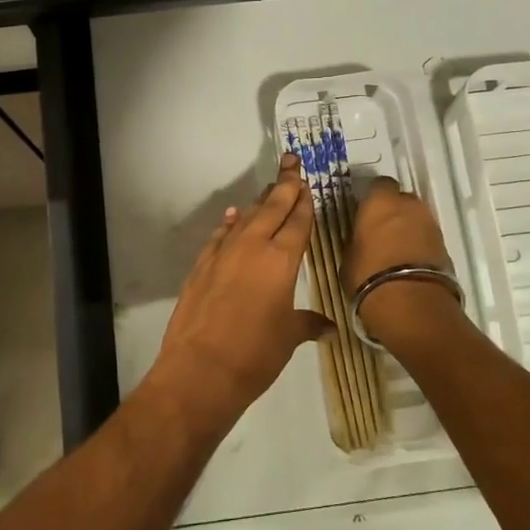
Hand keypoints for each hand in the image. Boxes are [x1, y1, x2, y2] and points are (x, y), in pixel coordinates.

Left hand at [148, 155, 329, 431]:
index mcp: (281, 260)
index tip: (308, 183)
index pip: (297, 222)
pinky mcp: (201, 265)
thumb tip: (329, 328)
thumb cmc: (255, 354)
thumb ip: (308, 324)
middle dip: (284, 185)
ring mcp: (223, 253)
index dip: (304, 202)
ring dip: (259, 202)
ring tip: (270, 189)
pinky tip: (233, 216)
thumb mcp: (288, 338)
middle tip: (291, 161)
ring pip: (245, 217)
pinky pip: (220, 235)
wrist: (200, 369)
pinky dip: (229, 223)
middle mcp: (252, 247)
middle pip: (272, 208)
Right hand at [341, 178, 464, 343]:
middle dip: (394, 212)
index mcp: (381, 202)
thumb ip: (357, 241)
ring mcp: (431, 225)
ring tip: (396, 251)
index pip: (379, 185)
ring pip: (417, 219)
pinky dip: (420, 246)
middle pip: (402, 200)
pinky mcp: (445, 246)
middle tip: (381, 231)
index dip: (373, 198)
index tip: (365, 212)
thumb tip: (361, 240)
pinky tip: (409, 264)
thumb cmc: (369, 276)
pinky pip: (428, 239)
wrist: (411, 304)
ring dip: (409, 229)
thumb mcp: (349, 257)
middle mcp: (409, 206)